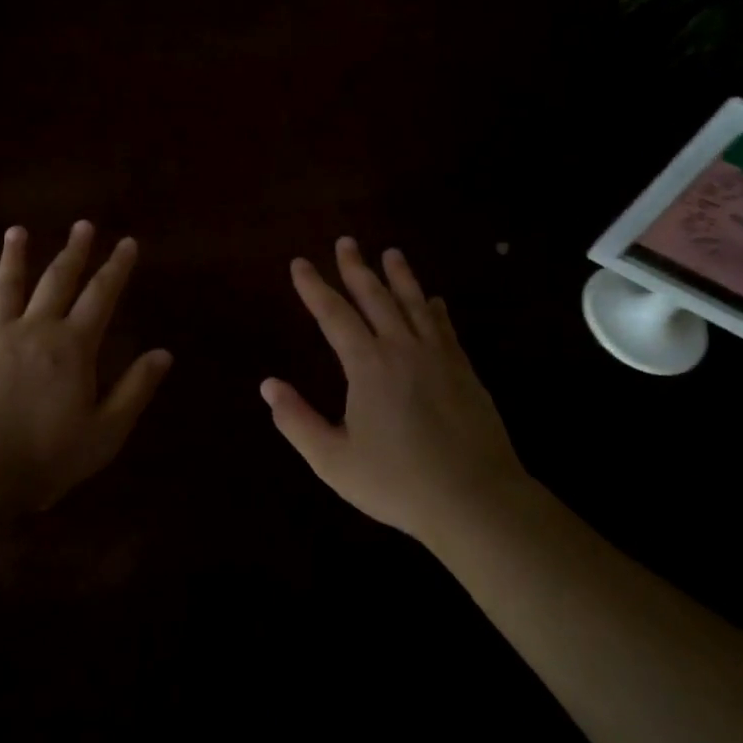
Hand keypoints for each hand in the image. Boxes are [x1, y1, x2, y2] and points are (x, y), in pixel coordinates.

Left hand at [0, 222, 171, 512]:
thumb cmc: (44, 458)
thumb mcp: (104, 433)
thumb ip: (134, 390)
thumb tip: (164, 353)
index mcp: (72, 347)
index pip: (101, 296)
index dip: (116, 268)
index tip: (127, 242)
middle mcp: (34, 330)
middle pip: (57, 281)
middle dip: (73, 252)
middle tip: (82, 225)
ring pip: (6, 289)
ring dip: (14, 259)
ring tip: (17, 232)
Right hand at [262, 238, 524, 543]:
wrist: (475, 500)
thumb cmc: (398, 482)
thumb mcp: (333, 460)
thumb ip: (297, 420)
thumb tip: (268, 385)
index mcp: (368, 365)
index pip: (334, 314)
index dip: (314, 287)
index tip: (300, 264)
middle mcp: (403, 348)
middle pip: (376, 296)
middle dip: (356, 268)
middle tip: (346, 242)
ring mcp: (438, 357)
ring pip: (414, 303)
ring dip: (400, 276)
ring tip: (391, 253)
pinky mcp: (464, 371)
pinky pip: (445, 328)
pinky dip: (434, 309)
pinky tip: (434, 301)